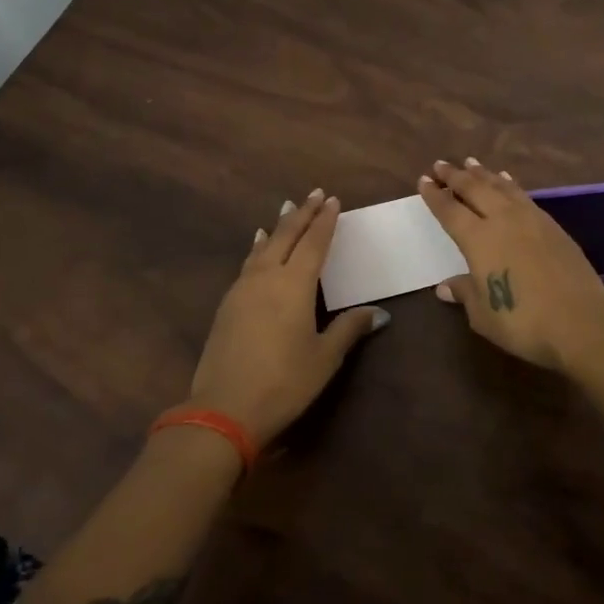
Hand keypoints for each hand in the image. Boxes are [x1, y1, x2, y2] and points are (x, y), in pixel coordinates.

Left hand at [183, 188, 387, 447]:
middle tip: (314, 194)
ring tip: (286, 210)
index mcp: (295, 284)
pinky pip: (248, 263)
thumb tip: (379, 313)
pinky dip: (258, 248)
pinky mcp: (228, 304)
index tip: (333, 200)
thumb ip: (349, 328)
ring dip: (279, 226)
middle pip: (286, 235)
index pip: (314, 242)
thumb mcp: (324, 357)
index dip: (325, 221)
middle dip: (302, 213)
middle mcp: (267, 277)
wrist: (224, 408)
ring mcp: (243, 289)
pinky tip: (258, 246)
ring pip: (263, 246)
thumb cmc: (284, 382)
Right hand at [418, 158, 603, 372]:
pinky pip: (523, 195)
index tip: (423, 180)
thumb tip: (444, 286)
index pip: (450, 210)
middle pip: (474, 189)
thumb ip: (465, 293)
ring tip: (471, 163)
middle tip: (440, 164)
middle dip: (455, 176)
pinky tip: (507, 181)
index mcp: (478, 239)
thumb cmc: (523, 322)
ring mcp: (530, 219)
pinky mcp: (552, 226)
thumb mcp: (483, 315)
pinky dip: (509, 184)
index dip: (435, 195)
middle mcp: (502, 220)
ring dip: (483, 174)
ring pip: (501, 187)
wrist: (581, 322)